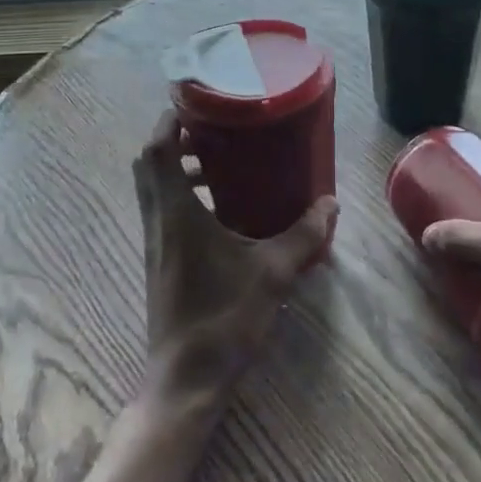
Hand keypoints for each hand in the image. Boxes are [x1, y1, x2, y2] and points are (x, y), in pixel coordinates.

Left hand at [135, 111, 336, 407]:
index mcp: (176, 214)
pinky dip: (182, 197)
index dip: (167, 121)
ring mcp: (154, 244)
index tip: (192, 102)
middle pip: (148, 165)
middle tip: (210, 131)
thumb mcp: (273, 272)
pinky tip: (220, 212)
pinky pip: (162, 212)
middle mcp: (158, 222)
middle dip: (173, 141)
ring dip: (177, 169)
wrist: (186, 380)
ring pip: (153, 190)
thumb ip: (304, 236)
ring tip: (218, 166)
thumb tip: (331, 204)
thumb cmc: (224, 318)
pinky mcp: (159, 262)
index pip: (156, 151)